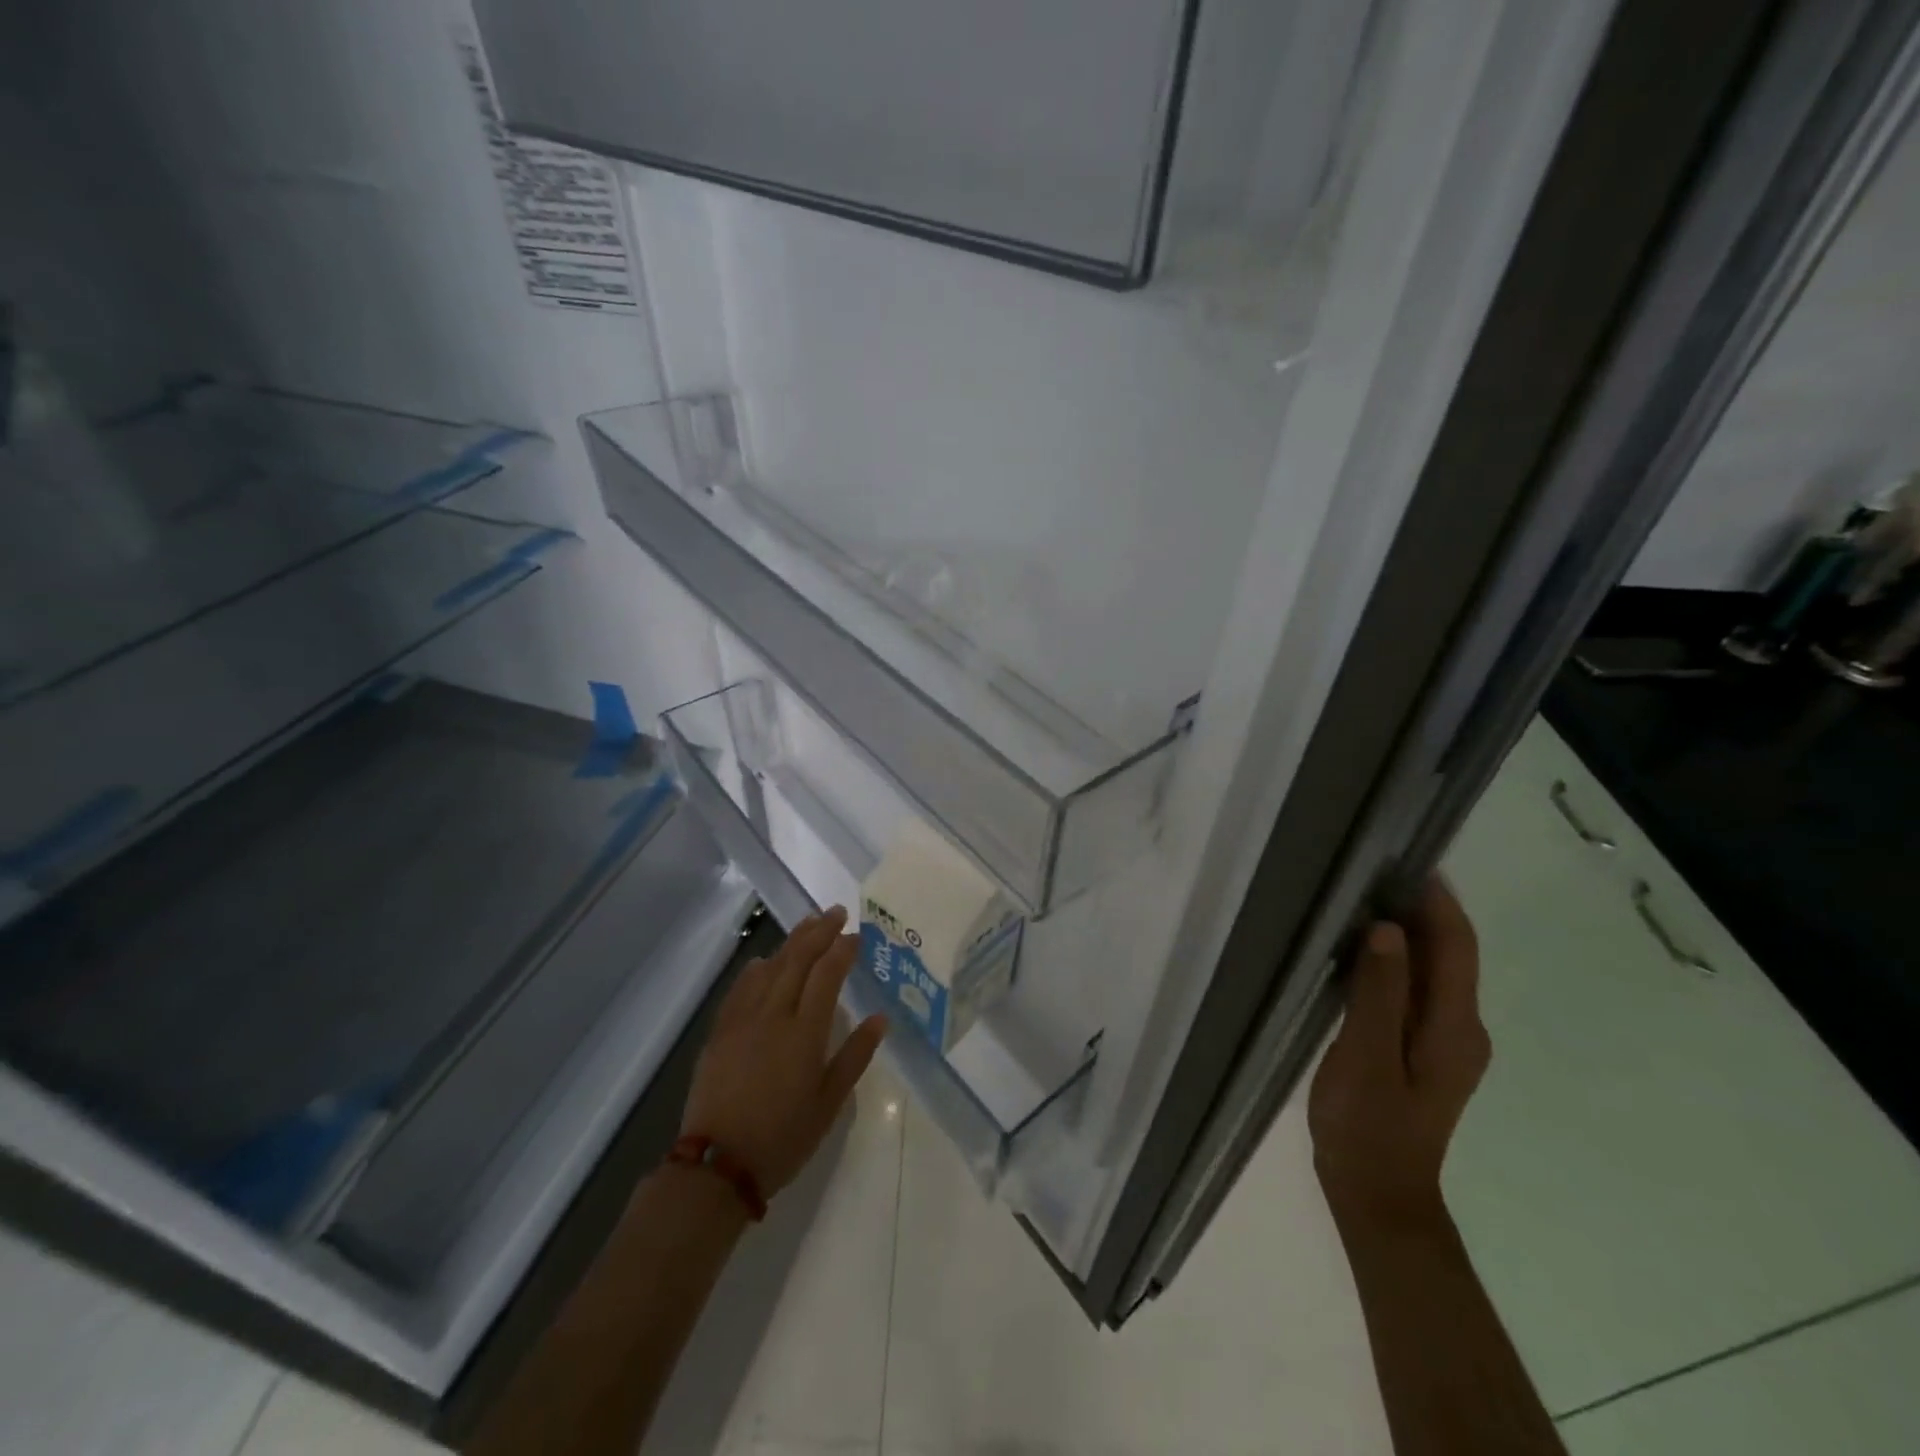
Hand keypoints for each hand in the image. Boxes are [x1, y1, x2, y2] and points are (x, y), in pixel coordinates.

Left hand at [681, 906, 888, 1197]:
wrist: (718, 1165)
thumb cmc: (783, 1137)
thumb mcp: (829, 1102)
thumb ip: (855, 1055)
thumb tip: (881, 1018)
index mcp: (805, 1032)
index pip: (827, 974)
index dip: (843, 949)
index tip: (857, 935)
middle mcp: (774, 1015)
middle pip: (798, 960)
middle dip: (819, 931)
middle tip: (836, 912)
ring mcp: (743, 1020)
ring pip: (770, 967)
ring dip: (791, 941)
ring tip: (808, 924)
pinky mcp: (721, 1031)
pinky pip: (741, 988)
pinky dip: (757, 968)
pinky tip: (765, 961)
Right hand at [1308, 877, 1489, 1231]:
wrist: (1378, 1195)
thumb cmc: (1368, 1125)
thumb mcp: (1366, 1055)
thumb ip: (1380, 991)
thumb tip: (1388, 928)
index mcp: (1454, 1026)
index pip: (1457, 946)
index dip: (1438, 901)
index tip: (1407, 859)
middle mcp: (1461, 1028)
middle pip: (1448, 954)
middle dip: (1419, 910)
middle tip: (1369, 872)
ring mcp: (1444, 1041)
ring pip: (1431, 972)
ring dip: (1405, 935)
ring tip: (1359, 902)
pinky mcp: (1422, 1050)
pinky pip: (1415, 991)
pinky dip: (1394, 963)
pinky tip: (1358, 954)